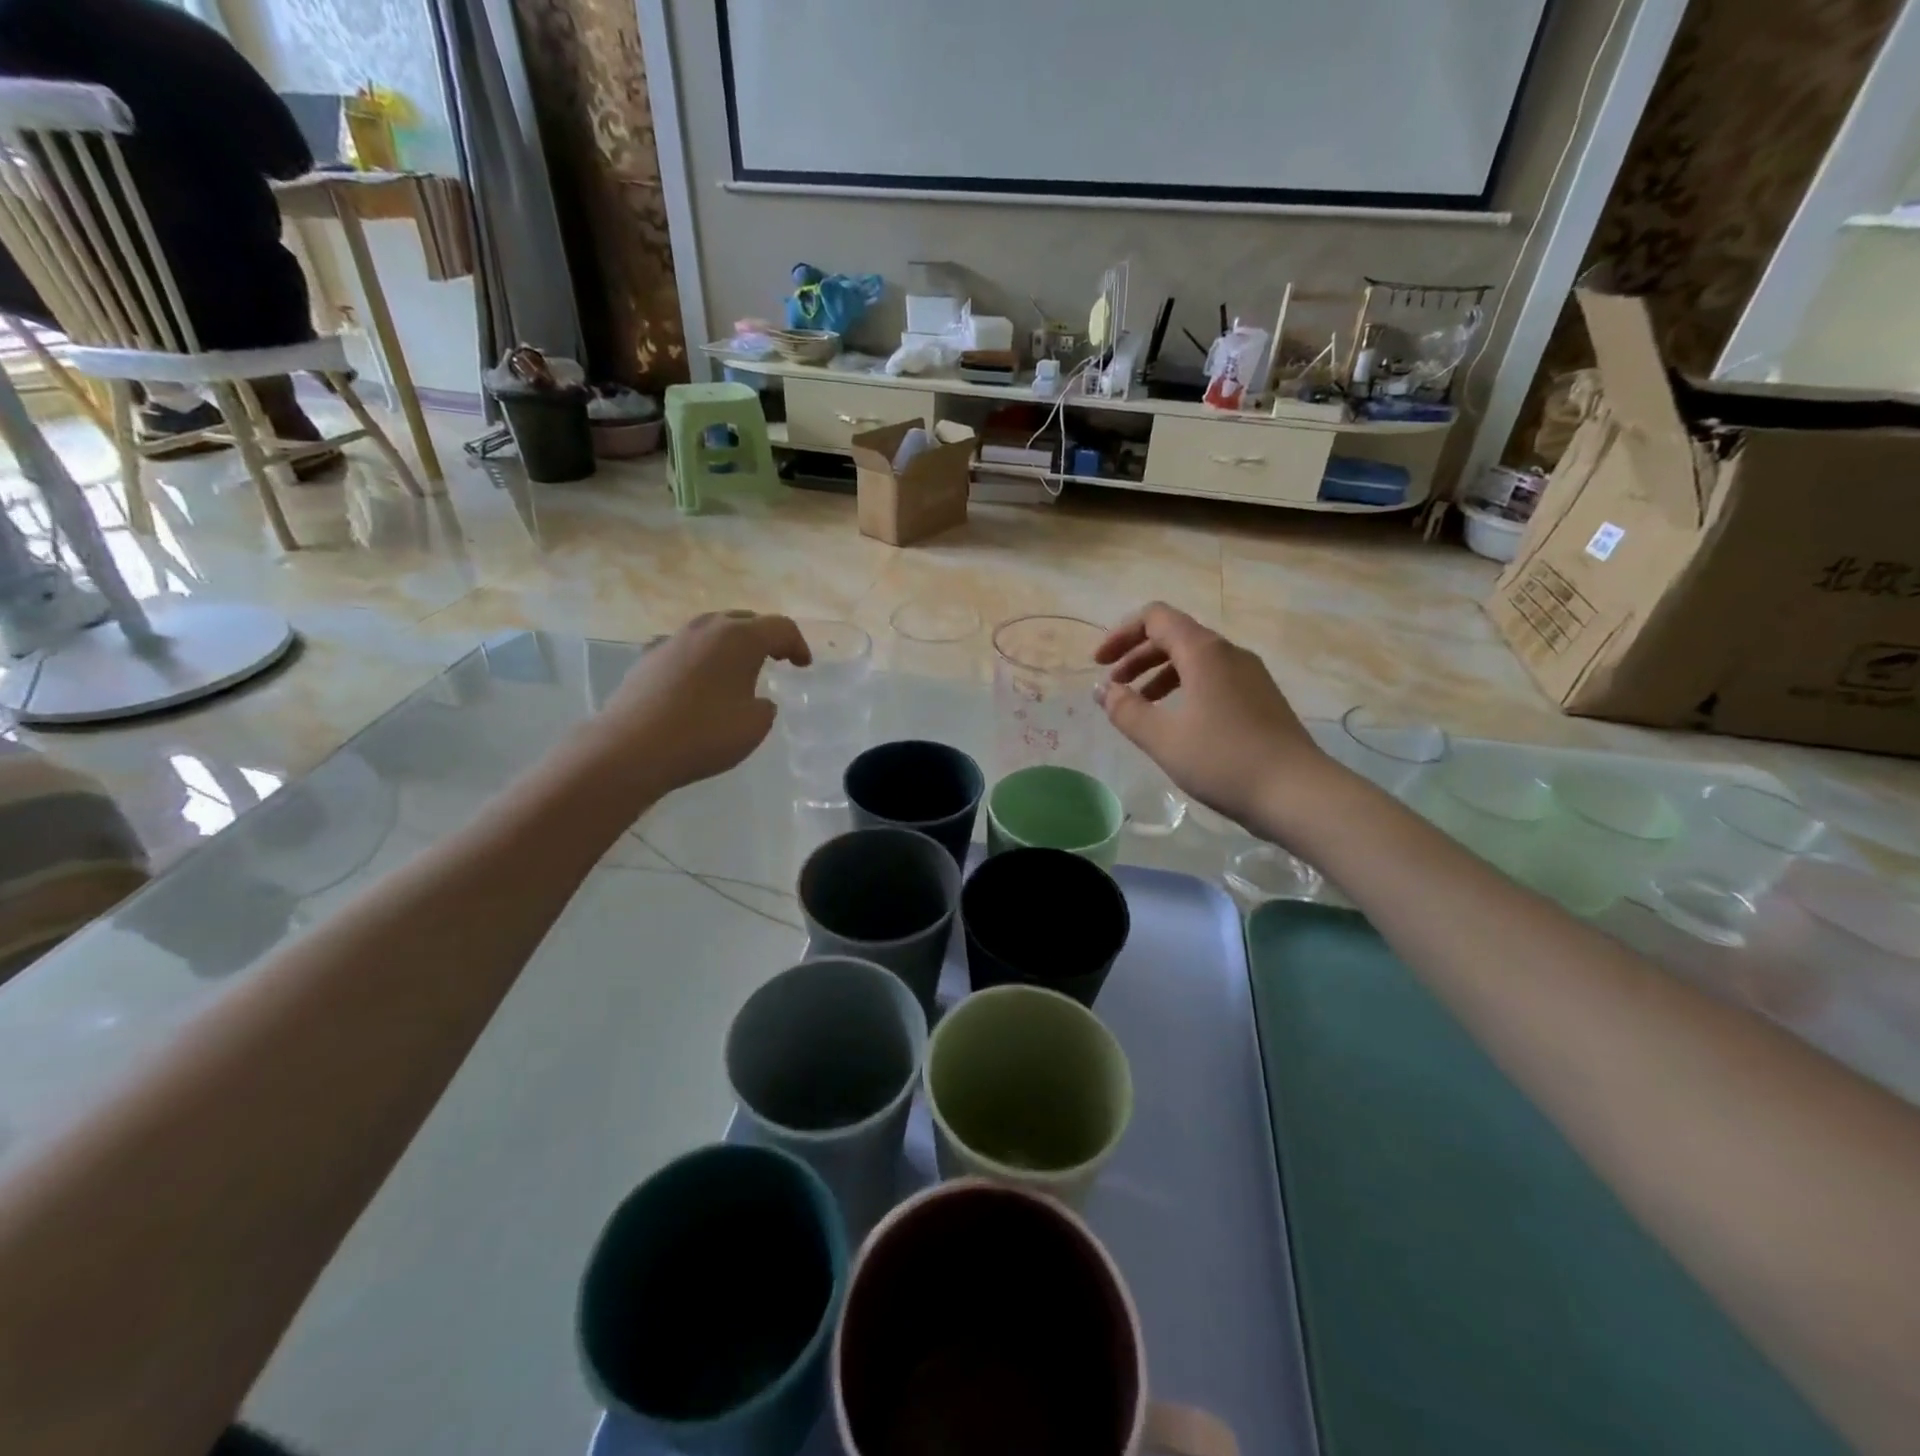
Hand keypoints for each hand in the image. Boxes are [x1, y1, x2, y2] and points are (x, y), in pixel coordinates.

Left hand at [588, 611, 809, 797]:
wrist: (631, 748)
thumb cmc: (704, 734)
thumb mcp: (754, 726)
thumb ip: (764, 706)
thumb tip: (755, 700)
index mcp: (740, 638)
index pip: (780, 627)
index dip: (797, 644)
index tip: (803, 665)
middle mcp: (707, 628)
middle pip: (745, 620)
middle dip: (765, 637)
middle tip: (777, 658)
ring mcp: (673, 639)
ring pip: (712, 630)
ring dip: (731, 644)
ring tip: (738, 669)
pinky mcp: (648, 657)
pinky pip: (686, 648)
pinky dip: (702, 658)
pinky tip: (699, 681)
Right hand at [1095, 603, 1322, 829]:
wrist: (1298, 793)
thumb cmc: (1223, 761)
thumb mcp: (1163, 738)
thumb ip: (1126, 710)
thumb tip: (1102, 690)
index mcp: (1204, 652)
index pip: (1155, 618)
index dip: (1121, 634)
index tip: (1099, 664)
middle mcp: (1229, 653)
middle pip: (1174, 636)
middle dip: (1136, 656)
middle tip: (1112, 687)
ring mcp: (1250, 675)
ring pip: (1195, 659)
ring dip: (1159, 674)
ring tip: (1139, 706)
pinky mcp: (1261, 698)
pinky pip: (1213, 678)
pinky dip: (1184, 688)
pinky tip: (1176, 721)